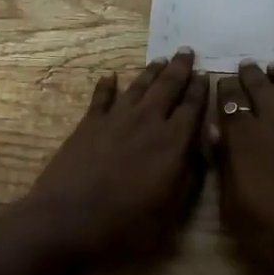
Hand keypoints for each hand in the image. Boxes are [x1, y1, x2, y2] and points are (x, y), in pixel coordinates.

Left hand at [24, 49, 209, 262]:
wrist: (67, 220)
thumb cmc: (125, 224)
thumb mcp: (171, 209)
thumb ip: (191, 174)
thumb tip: (205, 144)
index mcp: (172, 142)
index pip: (192, 107)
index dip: (200, 90)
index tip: (206, 74)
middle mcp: (147, 121)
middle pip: (167, 87)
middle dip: (179, 68)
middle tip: (187, 51)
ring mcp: (115, 119)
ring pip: (138, 87)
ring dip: (151, 72)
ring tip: (160, 60)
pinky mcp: (88, 124)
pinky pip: (101, 97)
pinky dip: (106, 85)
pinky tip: (110, 76)